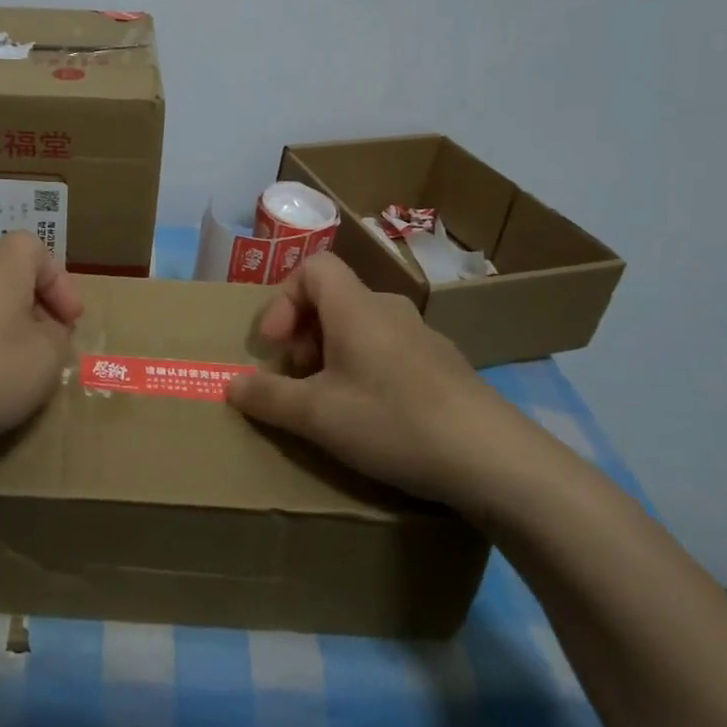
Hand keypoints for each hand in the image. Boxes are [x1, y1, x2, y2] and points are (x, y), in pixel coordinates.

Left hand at [0, 231, 80, 468]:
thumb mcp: (46, 360)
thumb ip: (58, 342)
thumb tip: (47, 336)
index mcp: (1, 271)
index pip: (32, 247)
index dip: (57, 279)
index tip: (69, 320)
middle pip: (5, 281)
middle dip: (32, 313)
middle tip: (46, 351)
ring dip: (1, 340)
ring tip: (12, 381)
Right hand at [225, 252, 524, 506]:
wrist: (494, 459)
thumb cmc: (392, 421)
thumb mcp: (317, 415)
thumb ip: (268, 397)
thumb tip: (232, 385)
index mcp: (356, 307)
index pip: (313, 267)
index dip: (282, 299)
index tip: (274, 345)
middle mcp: (390, 310)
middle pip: (334, 300)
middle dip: (303, 335)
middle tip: (297, 379)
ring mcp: (424, 337)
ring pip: (362, 328)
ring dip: (333, 354)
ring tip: (329, 402)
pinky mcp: (446, 367)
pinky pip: (390, 351)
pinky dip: (366, 369)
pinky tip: (374, 417)